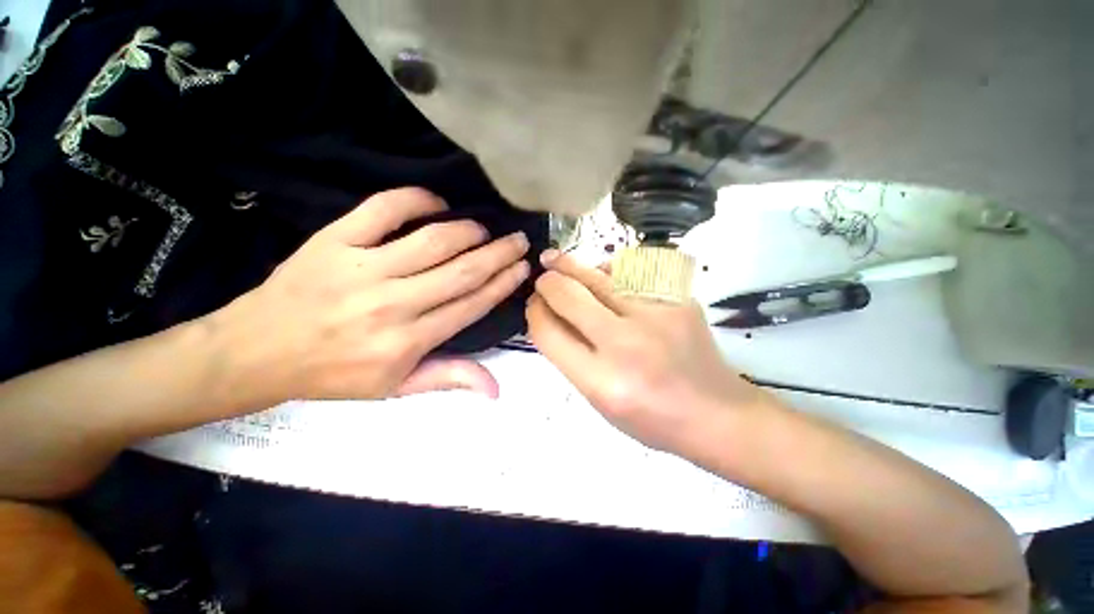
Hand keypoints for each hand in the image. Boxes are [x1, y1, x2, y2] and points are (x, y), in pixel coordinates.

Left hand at [210, 188, 530, 409]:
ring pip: (433, 241)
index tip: (522, 267)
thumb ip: (448, 379)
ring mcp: (363, 268)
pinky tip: (436, 202)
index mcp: (408, 341)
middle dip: (499, 253)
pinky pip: (383, 209)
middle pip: (462, 271)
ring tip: (483, 230)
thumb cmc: (333, 373)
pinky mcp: (334, 240)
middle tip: (518, 240)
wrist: (256, 352)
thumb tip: (496, 389)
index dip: (502, 283)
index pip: (471, 304)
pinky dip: (416, 199)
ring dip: (468, 231)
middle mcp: (392, 304)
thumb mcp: (394, 389)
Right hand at [526, 250, 773, 454]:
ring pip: (598, 277)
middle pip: (569, 297)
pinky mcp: (677, 299)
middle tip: (541, 277)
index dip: (535, 313)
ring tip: (554, 259)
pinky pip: (630, 274)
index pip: (549, 333)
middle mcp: (625, 345)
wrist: (715, 412)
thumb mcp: (599, 400)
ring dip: (570, 266)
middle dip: (548, 283)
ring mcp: (655, 316)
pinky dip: (608, 271)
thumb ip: (570, 358)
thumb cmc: (651, 417)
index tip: (533, 304)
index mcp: (600, 381)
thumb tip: (549, 317)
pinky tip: (600, 271)